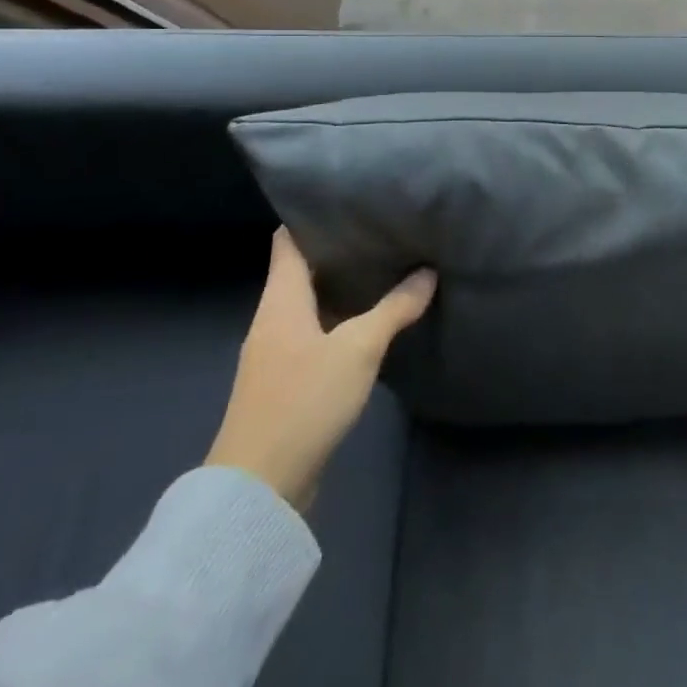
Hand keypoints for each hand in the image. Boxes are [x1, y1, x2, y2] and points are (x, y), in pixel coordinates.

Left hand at [207, 228, 434, 512]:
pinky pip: (317, 334)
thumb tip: (427, 273)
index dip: (312, 216)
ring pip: (312, 304)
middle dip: (340, 250)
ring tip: (387, 267)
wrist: (259, 487)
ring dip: (344, 287)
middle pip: (303, 271)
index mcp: (280, 301)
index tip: (349, 198)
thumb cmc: (304, 400)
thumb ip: (394, 309)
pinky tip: (373, 321)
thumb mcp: (358, 349)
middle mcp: (273, 320)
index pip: (288, 242)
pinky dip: (342, 320)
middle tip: (384, 229)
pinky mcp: (288, 382)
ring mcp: (278, 353)